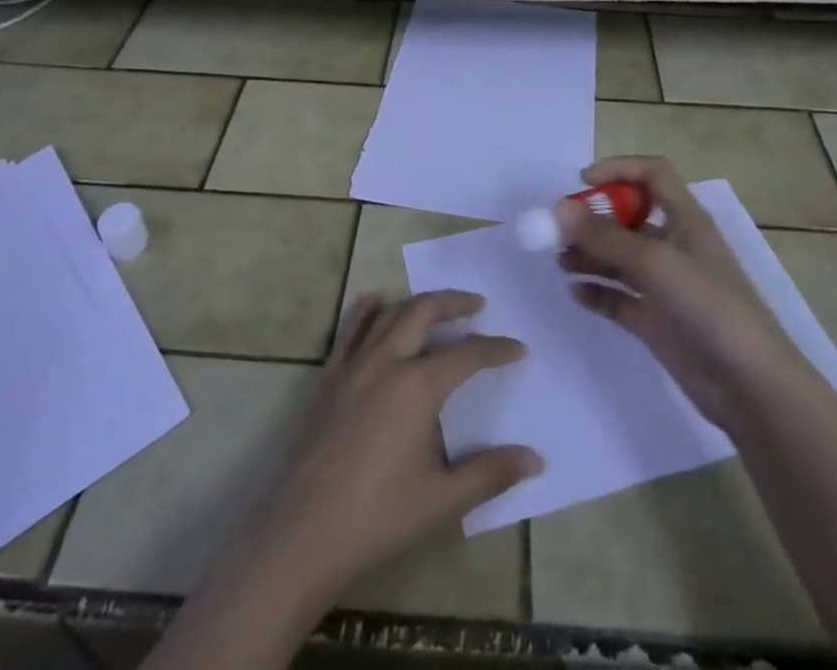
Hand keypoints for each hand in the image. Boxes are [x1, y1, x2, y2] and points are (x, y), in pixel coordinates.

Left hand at [245, 289, 541, 603]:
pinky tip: (374, 301)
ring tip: (436, 307)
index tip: (518, 348)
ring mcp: (353, 365)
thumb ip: (490, 474)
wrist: (301, 535)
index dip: (496, 349)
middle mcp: (387, 361)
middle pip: (424, 311)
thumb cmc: (377, 519)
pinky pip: (349, 329)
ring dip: (417, 304)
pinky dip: (366, 310)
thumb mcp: (442, 500)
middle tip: (477, 305)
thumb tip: (536, 459)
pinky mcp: (328, 378)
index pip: (468, 355)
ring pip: (389, 314)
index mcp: (419, 386)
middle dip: (454, 302)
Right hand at [558, 155, 803, 431]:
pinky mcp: (656, 319)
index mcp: (685, 218)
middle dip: (592, 219)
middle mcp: (674, 244)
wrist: (749, 385)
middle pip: (627, 217)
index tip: (582, 183)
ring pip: (618, 257)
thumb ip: (604, 235)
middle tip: (557, 231)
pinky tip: (576, 293)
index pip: (652, 174)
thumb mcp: (655, 262)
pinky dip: (596, 291)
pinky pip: (618, 296)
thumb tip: (558, 207)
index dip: (618, 169)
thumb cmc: (708, 305)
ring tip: (560, 262)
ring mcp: (664, 284)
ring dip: (588, 254)